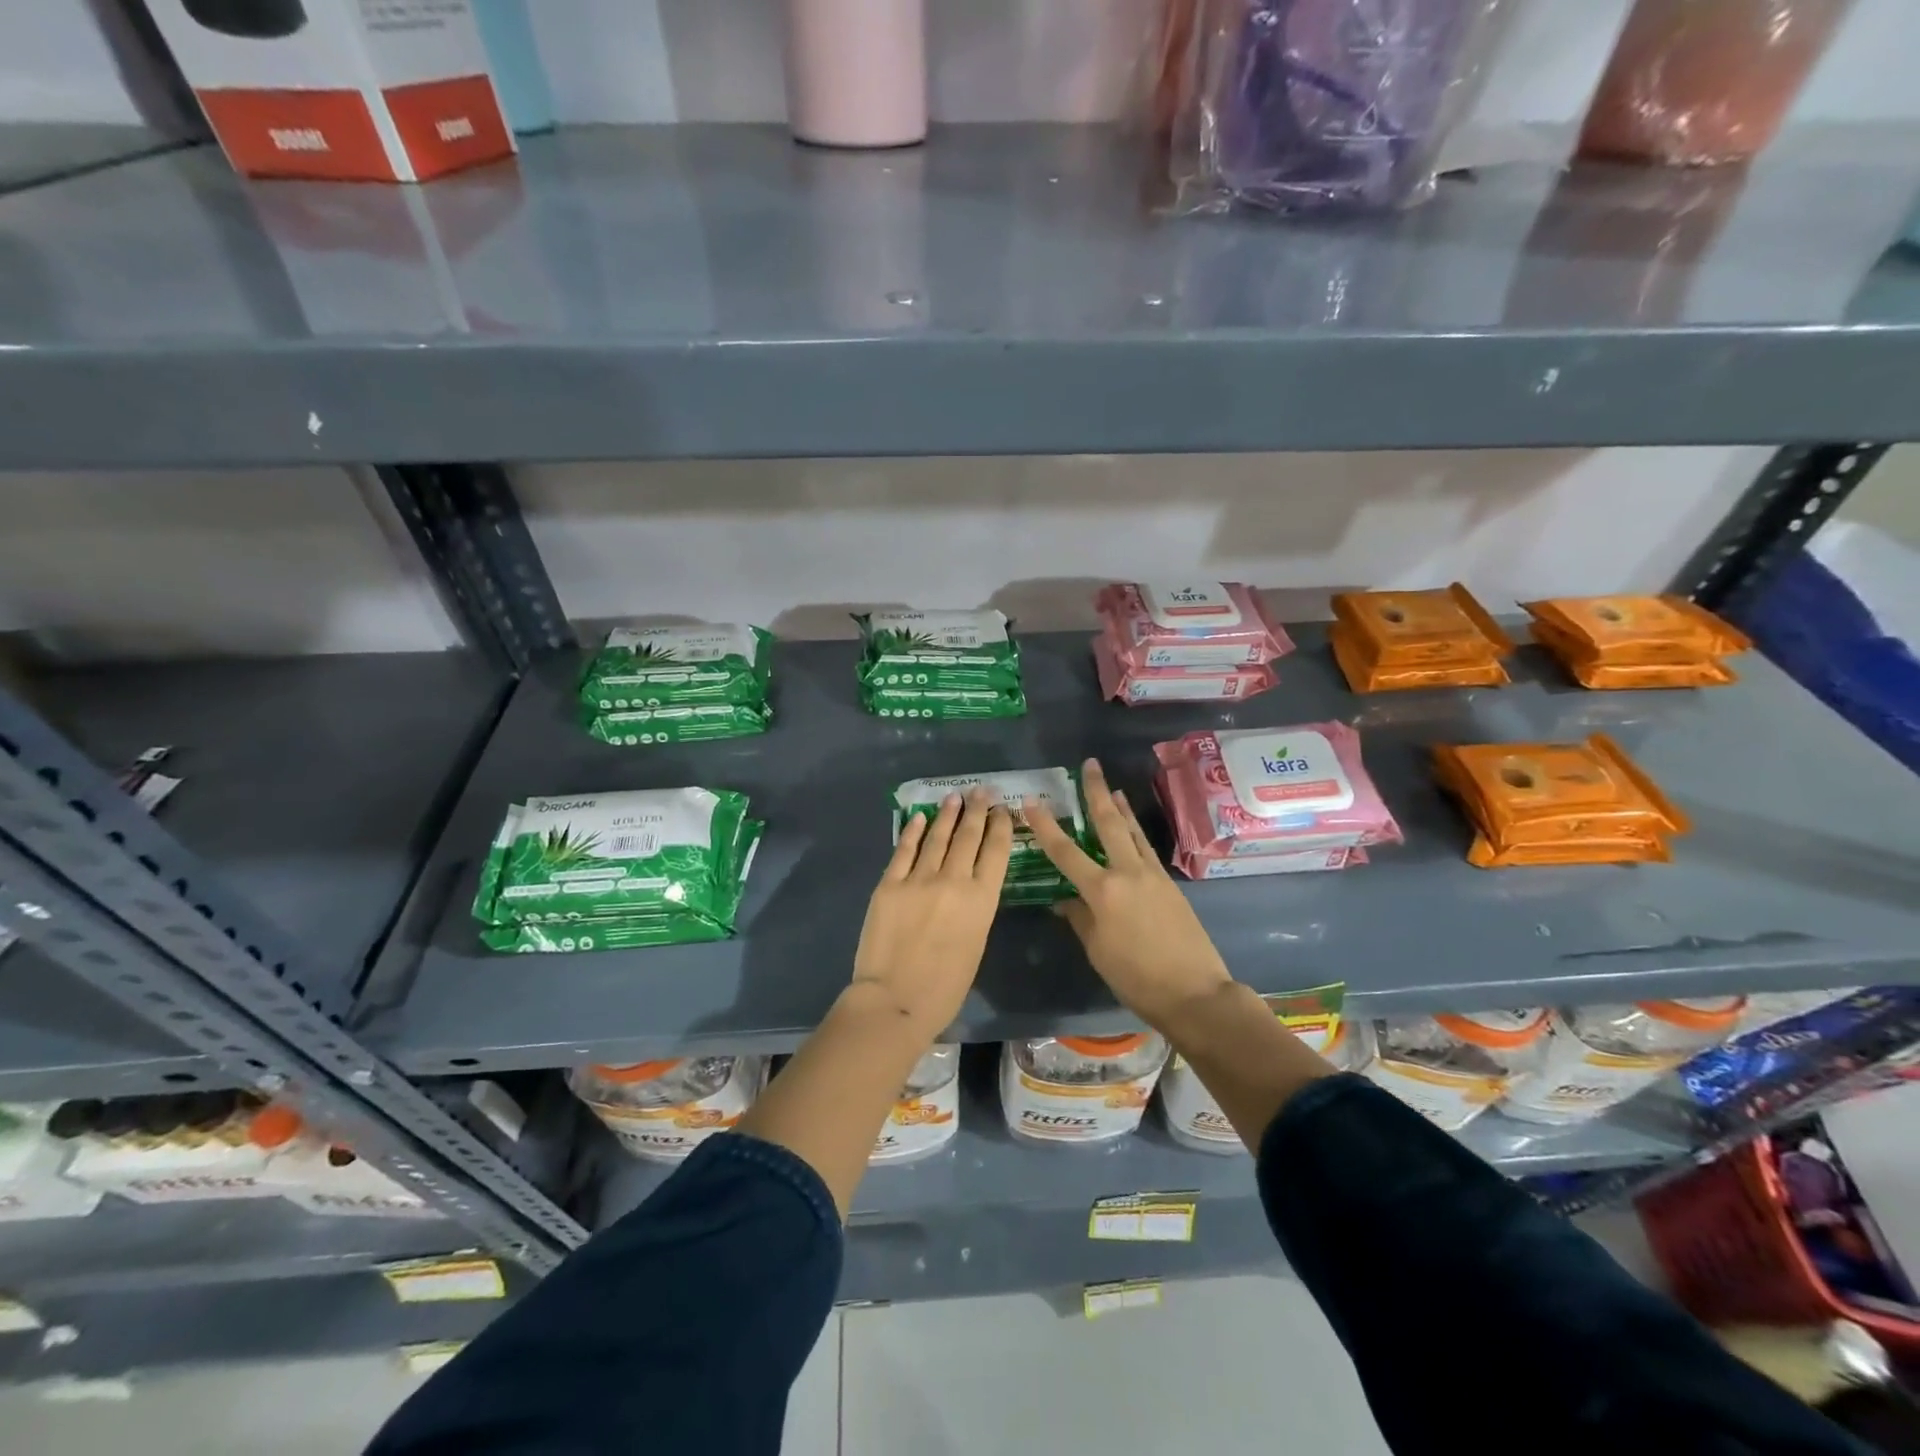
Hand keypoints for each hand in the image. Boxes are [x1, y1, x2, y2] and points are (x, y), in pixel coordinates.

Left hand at [851, 789, 1012, 1034]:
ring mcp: (919, 879)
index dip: (1001, 826)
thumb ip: (975, 909)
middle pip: (968, 836)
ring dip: (947, 815)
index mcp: (982, 900)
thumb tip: (970, 886)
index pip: (996, 851)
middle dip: (976, 811)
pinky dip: (913, 831)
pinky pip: (904, 850)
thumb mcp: (976, 944)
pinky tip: (919, 817)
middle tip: (980, 791)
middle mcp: (954, 881)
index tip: (1002, 810)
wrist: (895, 1000)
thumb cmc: (945, 987)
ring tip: (954, 798)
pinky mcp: (890, 884)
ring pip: (937, 837)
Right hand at [1024, 758, 1233, 1032]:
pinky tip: (1132, 830)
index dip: (1046, 825)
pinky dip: (1136, 832)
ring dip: (1120, 808)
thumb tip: (1066, 901)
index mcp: (1102, 891)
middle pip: (1108, 823)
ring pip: (1132, 832)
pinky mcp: (1170, 885)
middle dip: (1096, 792)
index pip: (1065, 851)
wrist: (1195, 992)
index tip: (1031, 801)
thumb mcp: (1098, 951)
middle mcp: (1128, 873)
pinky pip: (1147, 849)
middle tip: (1089, 765)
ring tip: (1112, 788)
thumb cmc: (1136, 978)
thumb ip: (1080, 919)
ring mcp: (1153, 875)